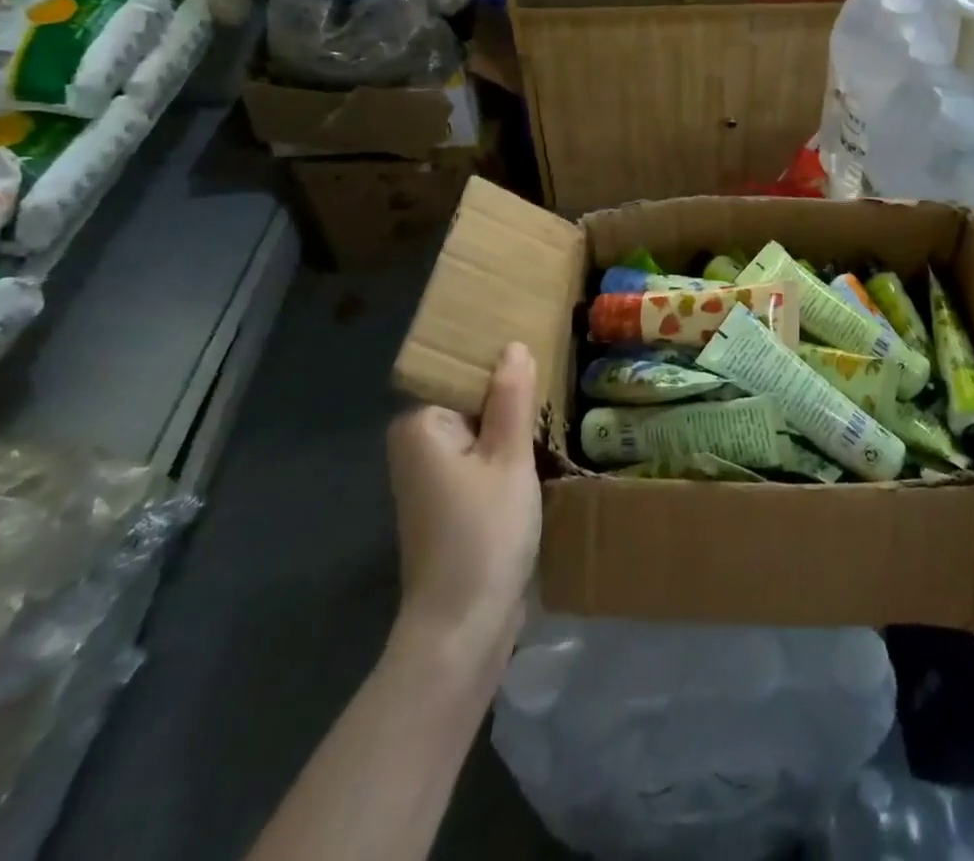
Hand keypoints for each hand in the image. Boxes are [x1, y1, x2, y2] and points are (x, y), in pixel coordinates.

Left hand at [386, 342, 541, 660]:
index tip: (542, 353)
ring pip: (481, 430)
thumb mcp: (509, 458)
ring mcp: (431, 476)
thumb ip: (512, 399)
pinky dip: (507, 453)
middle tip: (556, 382)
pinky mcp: (448, 502)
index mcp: (421, 425)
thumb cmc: (485, 534)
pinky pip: (480, 458)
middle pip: (472, 400)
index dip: (502, 365)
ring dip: (513, 426)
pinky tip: (539, 449)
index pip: (464, 373)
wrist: (463, 628)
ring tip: (554, 408)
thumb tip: (512, 345)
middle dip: (511, 396)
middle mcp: (417, 445)